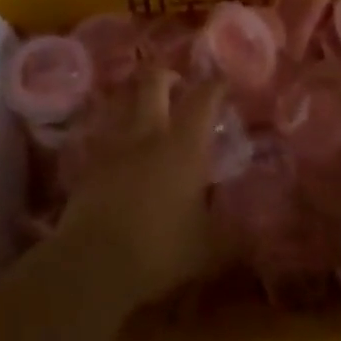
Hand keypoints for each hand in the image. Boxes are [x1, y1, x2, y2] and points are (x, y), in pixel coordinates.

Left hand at [57, 71, 230, 302]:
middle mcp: (148, 135)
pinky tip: (122, 153)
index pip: (203, 99)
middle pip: (153, 83)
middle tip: (178, 83)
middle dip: (167, 75)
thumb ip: (232, 235)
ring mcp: (113, 147)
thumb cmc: (161, 251)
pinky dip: (117, 136)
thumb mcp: (209, 249)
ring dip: (136, 101)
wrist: (93, 264)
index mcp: (184, 147)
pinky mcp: (88, 165)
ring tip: (147, 114)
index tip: (223, 81)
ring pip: (122, 104)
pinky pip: (104, 136)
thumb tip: (252, 234)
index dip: (215, 85)